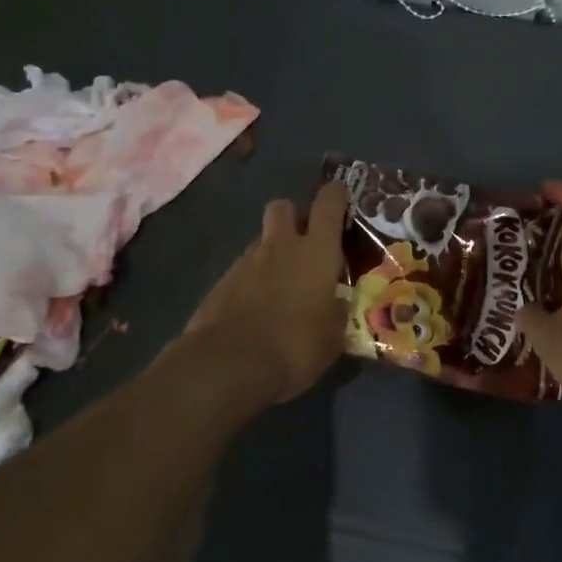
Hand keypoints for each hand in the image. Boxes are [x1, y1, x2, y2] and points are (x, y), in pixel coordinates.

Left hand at [183, 181, 349, 403]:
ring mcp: (246, 262)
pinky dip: (251, 281)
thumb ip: (337, 311)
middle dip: (293, 217)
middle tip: (305, 243)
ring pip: (262, 241)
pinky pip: (242, 270)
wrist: (228, 365)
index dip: (336, 195)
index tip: (341, 200)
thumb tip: (338, 303)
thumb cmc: (295, 345)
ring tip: (282, 286)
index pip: (328, 203)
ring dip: (272, 253)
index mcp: (317, 251)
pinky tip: (257, 309)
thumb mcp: (333, 336)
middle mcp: (281, 246)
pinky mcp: (221, 283)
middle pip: (283, 207)